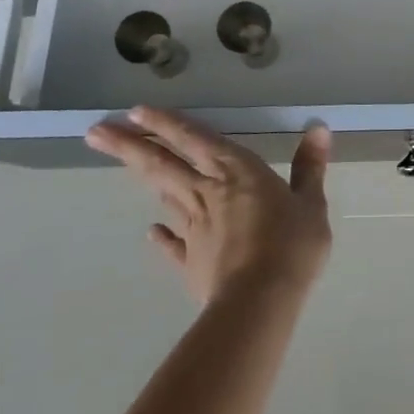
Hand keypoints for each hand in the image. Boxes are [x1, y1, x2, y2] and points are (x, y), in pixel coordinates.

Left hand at [85, 107, 332, 305]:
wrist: (259, 302)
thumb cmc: (290, 245)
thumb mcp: (311, 203)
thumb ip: (309, 167)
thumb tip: (318, 129)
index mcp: (237, 171)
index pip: (195, 138)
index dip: (167, 123)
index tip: (135, 111)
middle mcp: (208, 192)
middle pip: (163, 163)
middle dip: (129, 145)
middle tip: (95, 132)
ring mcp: (194, 228)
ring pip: (163, 194)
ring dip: (141, 176)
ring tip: (122, 161)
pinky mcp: (191, 261)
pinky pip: (172, 243)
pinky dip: (161, 235)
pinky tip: (151, 231)